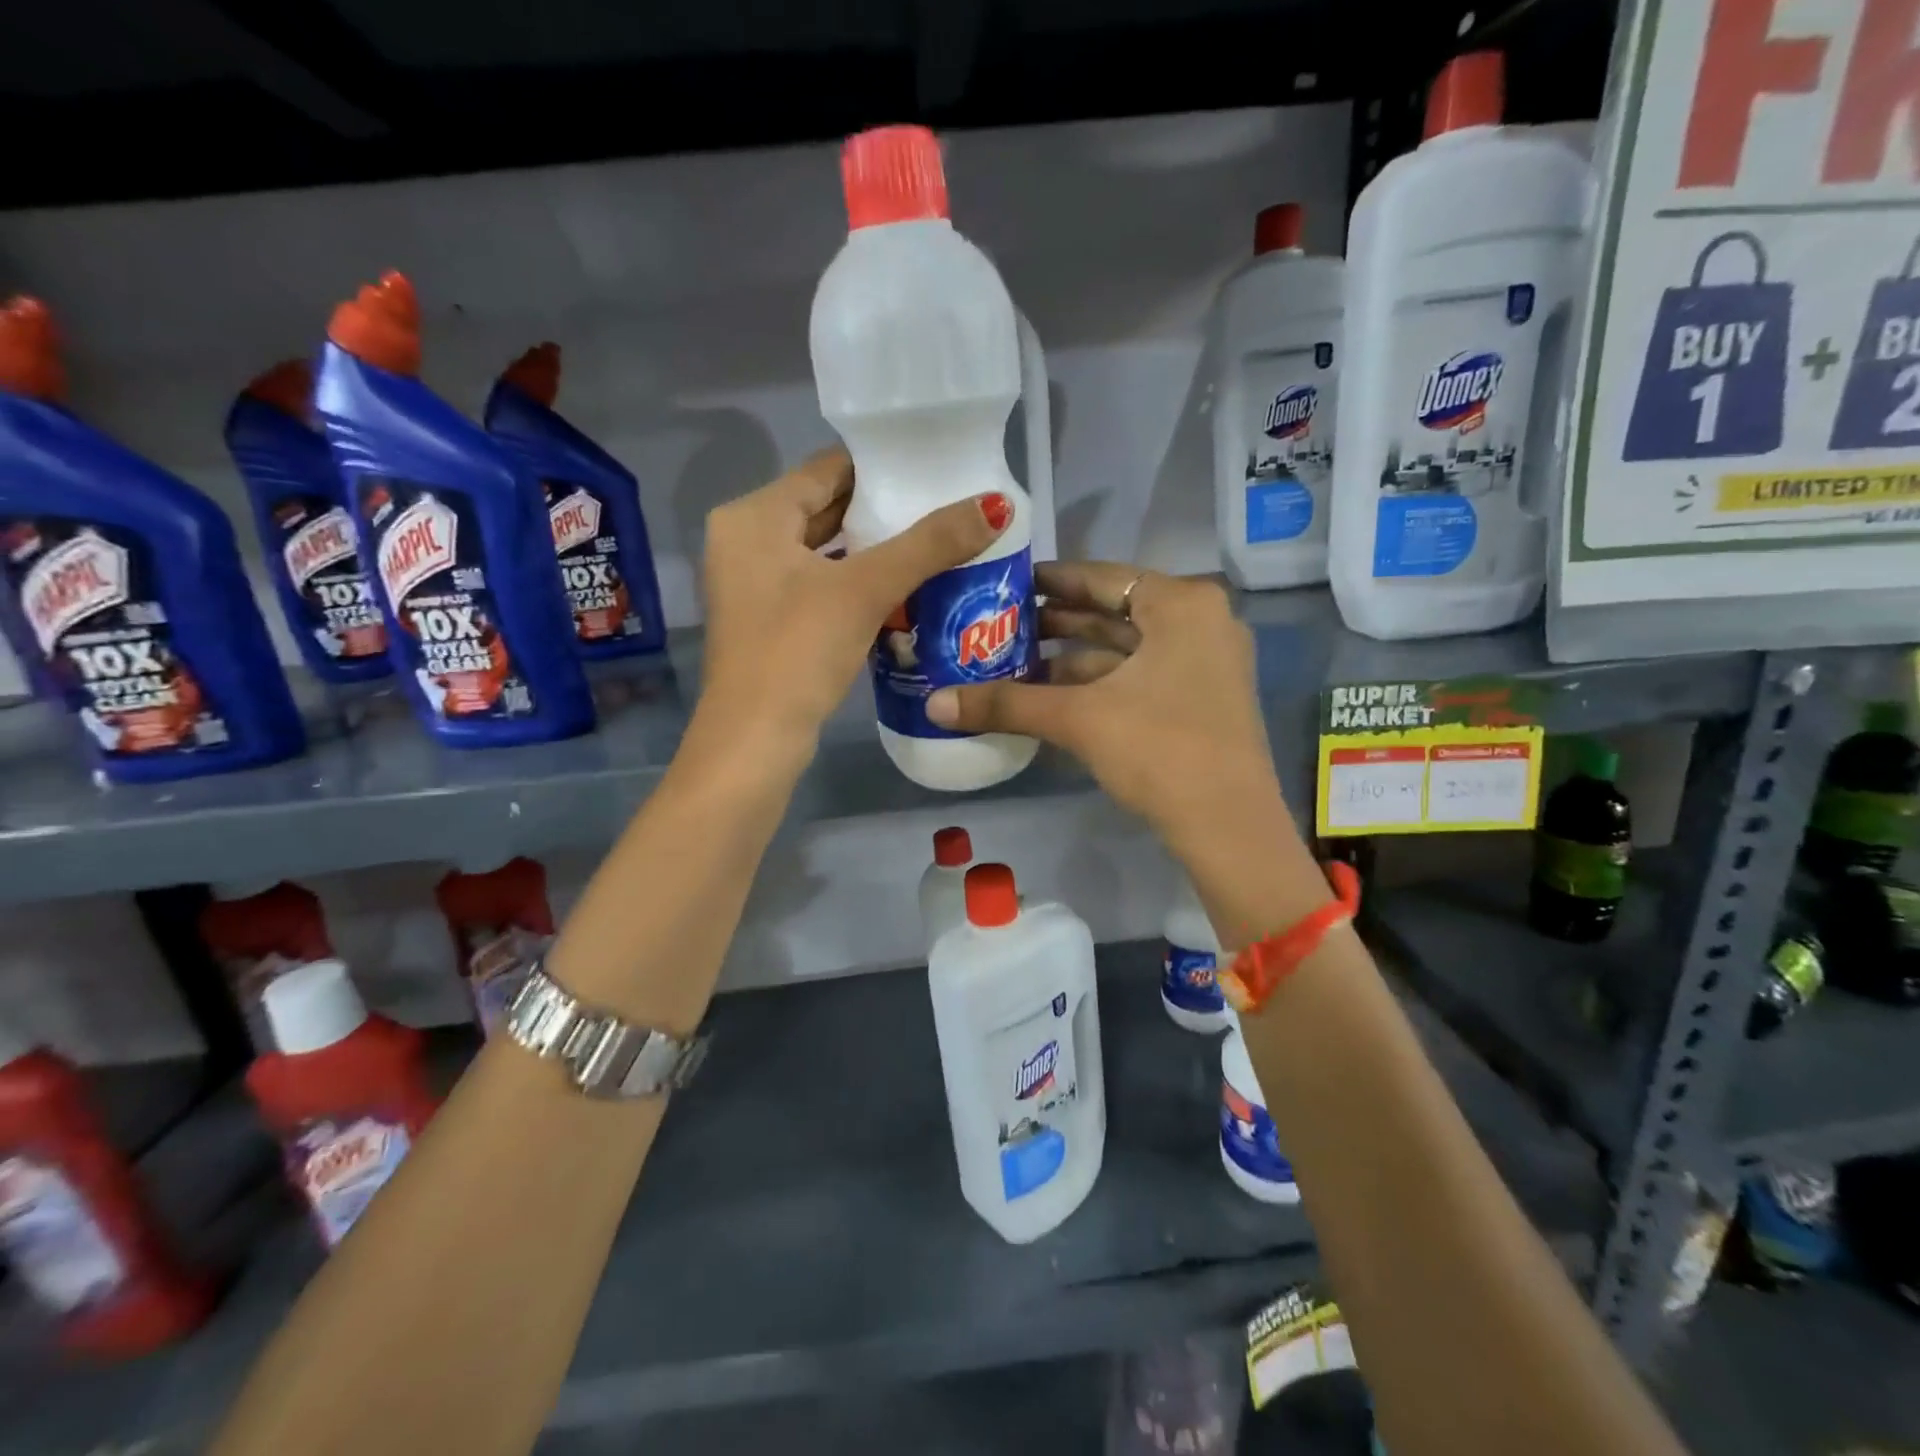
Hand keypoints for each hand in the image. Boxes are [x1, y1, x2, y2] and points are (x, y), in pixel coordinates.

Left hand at [698, 447, 1009, 745]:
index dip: (882, 467)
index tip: (935, 468)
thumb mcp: (865, 590)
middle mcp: (746, 542)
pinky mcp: (771, 622)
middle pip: (826, 509)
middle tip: (946, 506)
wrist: (755, 741)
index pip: (827, 469)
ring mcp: (755, 585)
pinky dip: (858, 583)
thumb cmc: (798, 651)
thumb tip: (997, 505)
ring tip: (936, 543)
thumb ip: (929, 544)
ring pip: (826, 551)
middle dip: (884, 510)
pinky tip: (904, 588)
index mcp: (753, 517)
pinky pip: (822, 585)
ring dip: (875, 550)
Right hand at [926, 564, 1283, 852]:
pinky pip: (1141, 675)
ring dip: (1073, 657)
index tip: (1007, 585)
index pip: (1102, 576)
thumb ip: (1007, 704)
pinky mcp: (1203, 699)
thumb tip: (934, 705)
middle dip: (1057, 622)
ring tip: (1016, 663)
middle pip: (1115, 611)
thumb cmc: (1159, 750)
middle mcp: (1200, 622)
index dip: (1050, 580)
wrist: (1228, 827)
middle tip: (1002, 625)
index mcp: (1182, 604)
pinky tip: (1053, 696)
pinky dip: (1099, 683)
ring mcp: (1207, 663)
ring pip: (1127, 648)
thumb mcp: (1078, 719)